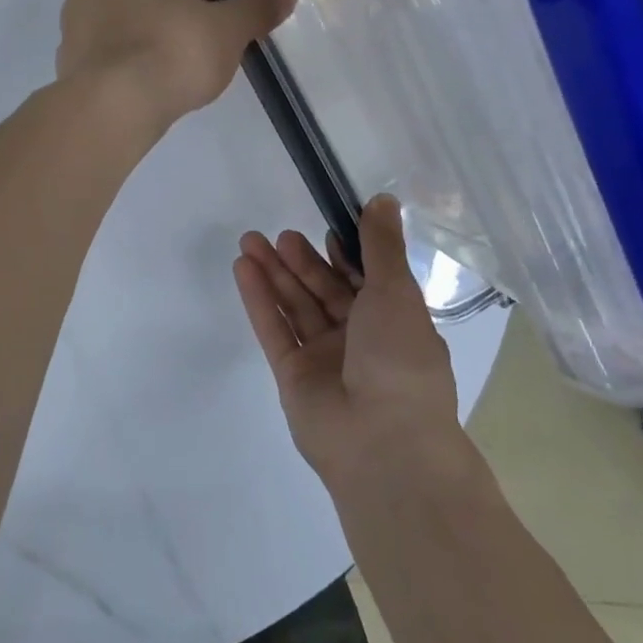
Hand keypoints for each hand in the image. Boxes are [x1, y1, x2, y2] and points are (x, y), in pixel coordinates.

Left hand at [57, 0, 295, 133]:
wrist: (109, 106)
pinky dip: (128, 40)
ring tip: (177, 51)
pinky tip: (148, 71)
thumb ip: (257, 7)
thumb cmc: (172, 51)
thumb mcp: (228, 30)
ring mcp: (74, 3)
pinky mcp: (66, 41)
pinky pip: (106, 29)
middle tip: (204, 23)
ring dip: (152, 14)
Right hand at [234, 195, 472, 493]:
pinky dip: (259, 299)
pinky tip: (243, 268)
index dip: (345, 254)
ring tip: (250, 241)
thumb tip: (384, 199)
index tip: (326, 229)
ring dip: (274, 274)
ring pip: (296, 307)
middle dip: (302, 262)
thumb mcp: (396, 292)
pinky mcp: (293, 376)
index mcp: (394, 323)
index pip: (364, 281)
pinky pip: (275, 329)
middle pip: (324, 292)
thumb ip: (381, 246)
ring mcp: (324, 360)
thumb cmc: (400, 360)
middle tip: (280, 235)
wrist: (383, 443)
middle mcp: (359, 340)